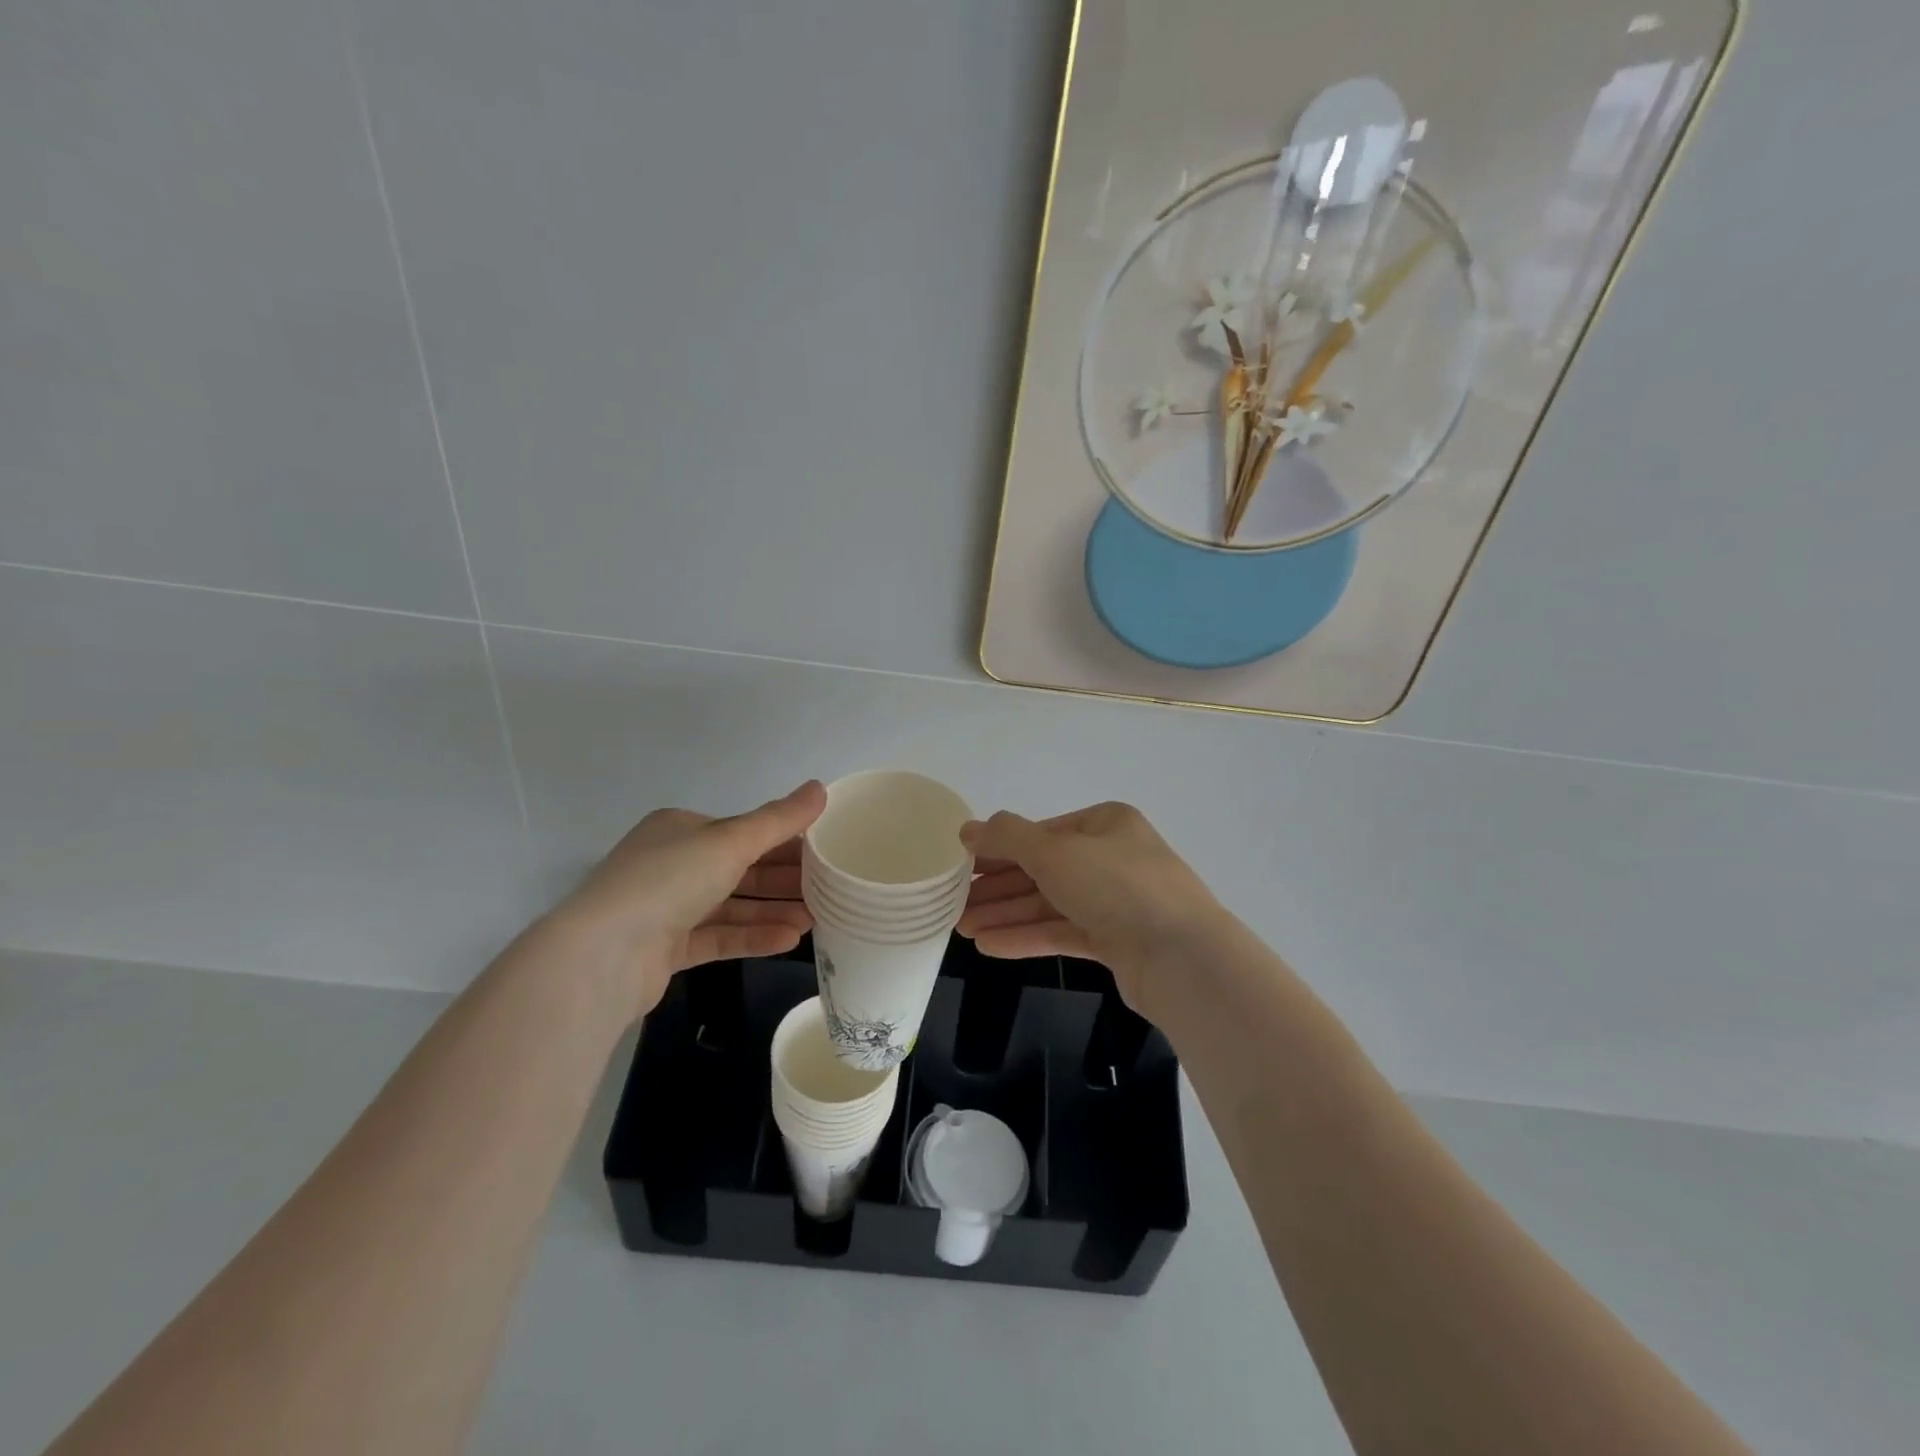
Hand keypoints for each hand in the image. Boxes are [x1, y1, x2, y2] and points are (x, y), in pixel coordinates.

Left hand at [554, 781, 826, 1020]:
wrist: (602, 955)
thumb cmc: (668, 880)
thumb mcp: (730, 841)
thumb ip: (779, 820)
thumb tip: (821, 787)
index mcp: (681, 830)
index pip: (743, 831)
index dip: (785, 839)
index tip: (825, 851)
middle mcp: (672, 864)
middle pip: (741, 869)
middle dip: (784, 879)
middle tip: (830, 888)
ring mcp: (667, 909)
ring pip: (733, 906)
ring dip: (774, 910)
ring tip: (817, 918)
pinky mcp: (667, 949)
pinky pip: (719, 937)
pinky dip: (752, 937)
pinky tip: (789, 940)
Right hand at [957, 802, 1224, 1011]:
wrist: (1182, 958)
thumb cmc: (1116, 886)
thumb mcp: (1053, 852)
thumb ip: (1007, 838)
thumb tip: (968, 829)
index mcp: (1105, 824)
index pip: (1041, 833)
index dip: (999, 849)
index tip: (961, 867)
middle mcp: (1112, 857)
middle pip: (1043, 870)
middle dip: (998, 888)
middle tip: (954, 904)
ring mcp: (1117, 902)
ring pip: (1051, 904)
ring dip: (1006, 915)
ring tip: (962, 929)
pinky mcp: (1118, 942)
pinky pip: (1064, 932)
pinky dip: (1028, 937)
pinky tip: (990, 946)